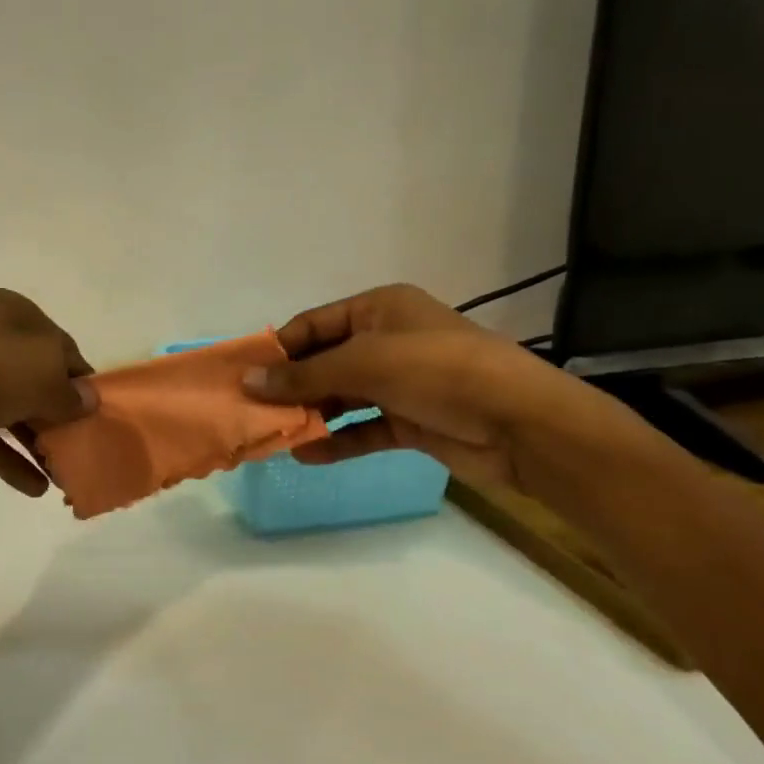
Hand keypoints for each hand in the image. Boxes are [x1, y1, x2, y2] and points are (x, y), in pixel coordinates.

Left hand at [0, 289, 94, 494]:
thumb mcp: (39, 373)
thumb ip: (70, 391)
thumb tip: (86, 400)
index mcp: (13, 314)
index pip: (64, 349)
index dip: (85, 385)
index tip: (100, 422)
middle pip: (38, 379)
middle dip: (62, 417)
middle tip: (84, 453)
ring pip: (12, 408)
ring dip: (39, 442)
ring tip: (64, 477)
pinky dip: (8, 458)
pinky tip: (34, 488)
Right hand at [243, 284, 618, 492]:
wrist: (520, 423)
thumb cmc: (437, 371)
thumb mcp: (365, 363)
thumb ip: (305, 375)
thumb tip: (248, 382)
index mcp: (379, 309)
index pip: (314, 324)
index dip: (279, 349)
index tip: (243, 376)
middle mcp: (387, 340)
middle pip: (325, 361)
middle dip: (291, 386)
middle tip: (251, 411)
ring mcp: (401, 382)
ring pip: (343, 396)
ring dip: (311, 414)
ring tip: (272, 435)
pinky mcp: (412, 420)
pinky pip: (365, 428)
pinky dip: (338, 440)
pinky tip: (307, 455)